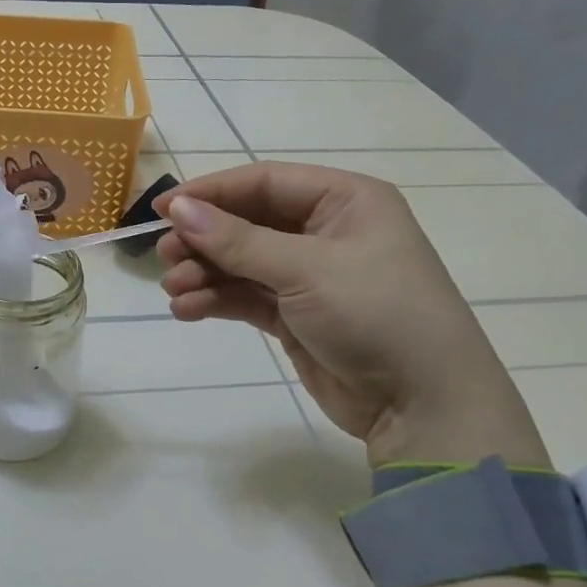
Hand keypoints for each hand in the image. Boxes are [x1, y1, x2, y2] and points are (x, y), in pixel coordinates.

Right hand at [156, 163, 549, 470]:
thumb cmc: (376, 314)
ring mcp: (310, 276)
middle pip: (248, 222)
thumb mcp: (306, 269)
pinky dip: (216, 300)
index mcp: (344, 201)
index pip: (265, 182)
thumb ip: (237, 240)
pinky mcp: (295, 316)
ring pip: (242, 262)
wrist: (423, 405)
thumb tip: (178, 208)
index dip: (211, 193)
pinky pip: (246, 297)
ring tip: (174, 291)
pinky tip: (187, 310)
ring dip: (204, 273)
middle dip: (205, 239)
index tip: (163, 209)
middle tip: (166, 257)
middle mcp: (326, 231)